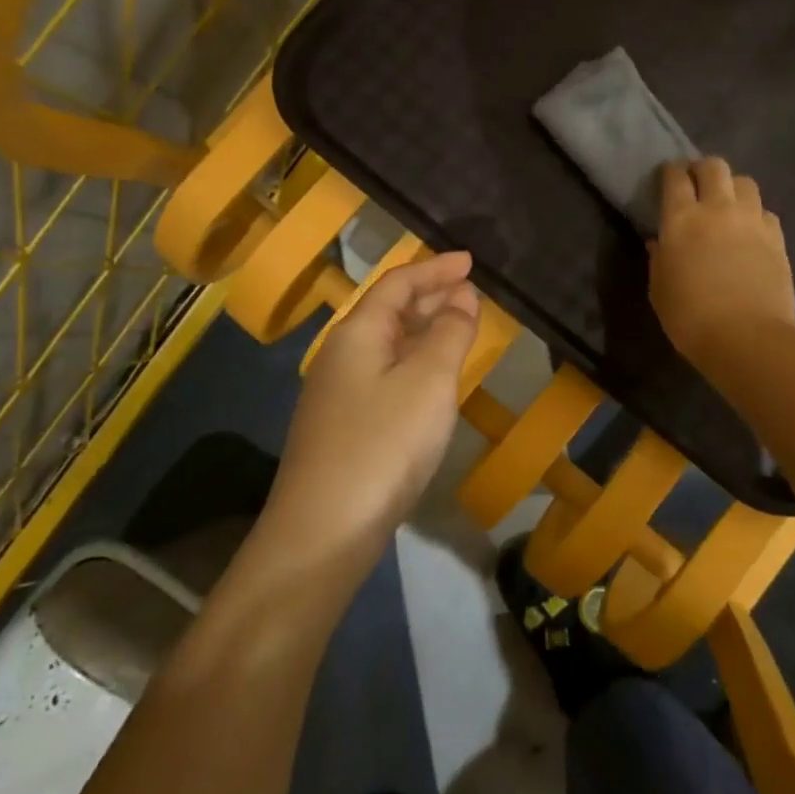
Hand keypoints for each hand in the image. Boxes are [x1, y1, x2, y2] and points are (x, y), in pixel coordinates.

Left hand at [272, 251, 480, 550]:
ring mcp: (336, 393)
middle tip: (470, 293)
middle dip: (429, 296)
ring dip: (421, 330)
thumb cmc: (383, 444)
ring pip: (385, 345)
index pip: (397, 283)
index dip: (435, 269)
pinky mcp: (340, 427)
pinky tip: (428, 382)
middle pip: (387, 310)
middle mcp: (340, 354)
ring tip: (456, 329)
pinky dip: (411, 363)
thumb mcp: (428, 381)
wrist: (323, 530)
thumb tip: (461, 296)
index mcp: (356, 333)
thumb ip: (449, 333)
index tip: (471, 262)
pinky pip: (382, 374)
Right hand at [651, 158, 794, 370]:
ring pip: (745, 182)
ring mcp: (752, 220)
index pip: (675, 177)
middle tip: (697, 184)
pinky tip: (750, 231)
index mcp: (681, 219)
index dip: (671, 172)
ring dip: (733, 188)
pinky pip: (765, 211)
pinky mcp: (777, 237)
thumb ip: (659, 259)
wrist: (746, 338)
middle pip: (714, 166)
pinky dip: (755, 214)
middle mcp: (718, 209)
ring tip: (727, 205)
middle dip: (703, 169)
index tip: (669, 178)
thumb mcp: (659, 289)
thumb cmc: (690, 317)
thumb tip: (660, 242)